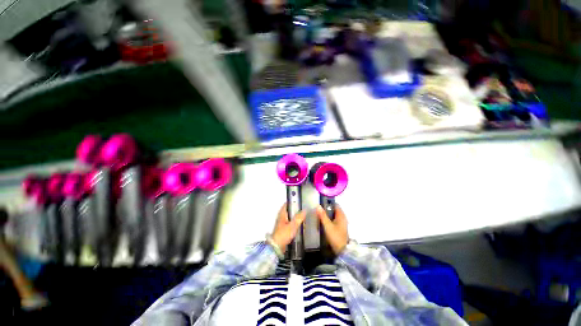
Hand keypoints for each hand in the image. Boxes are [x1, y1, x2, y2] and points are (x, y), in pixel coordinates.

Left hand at [272, 204, 305, 254]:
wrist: (276, 247)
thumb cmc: (284, 234)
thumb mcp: (293, 225)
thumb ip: (299, 217)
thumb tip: (305, 210)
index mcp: (282, 213)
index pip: (287, 204)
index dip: (293, 201)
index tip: (300, 200)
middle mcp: (282, 217)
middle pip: (290, 210)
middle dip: (296, 210)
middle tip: (305, 209)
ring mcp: (282, 223)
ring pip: (291, 217)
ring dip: (296, 217)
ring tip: (304, 217)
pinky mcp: (284, 229)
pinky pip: (291, 223)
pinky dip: (295, 223)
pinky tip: (301, 225)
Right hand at [316, 205, 348, 254]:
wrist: (342, 250)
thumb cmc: (335, 236)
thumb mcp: (327, 226)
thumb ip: (323, 216)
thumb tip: (318, 206)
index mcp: (341, 216)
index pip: (335, 205)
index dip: (328, 203)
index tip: (321, 204)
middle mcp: (343, 218)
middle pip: (334, 210)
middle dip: (326, 210)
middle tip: (318, 211)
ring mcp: (342, 223)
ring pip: (333, 215)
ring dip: (327, 215)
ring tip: (319, 216)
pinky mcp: (340, 228)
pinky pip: (333, 220)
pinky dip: (328, 220)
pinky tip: (323, 223)